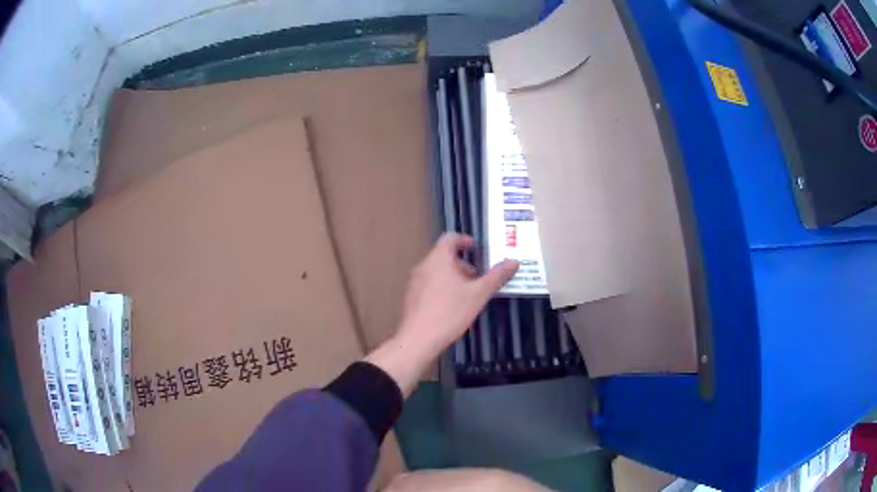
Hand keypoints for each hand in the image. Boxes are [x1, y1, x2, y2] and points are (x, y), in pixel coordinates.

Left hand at [366, 233, 518, 395]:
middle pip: (444, 256)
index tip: (478, 250)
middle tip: (478, 278)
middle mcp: (424, 265)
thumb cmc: (450, 312)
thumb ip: (496, 277)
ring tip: (468, 294)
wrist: (419, 339)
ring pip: (437, 271)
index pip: (451, 237)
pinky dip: (443, 287)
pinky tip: (452, 307)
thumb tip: (514, 262)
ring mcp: (415, 282)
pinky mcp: (411, 297)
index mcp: (439, 258)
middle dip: (463, 264)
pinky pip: (429, 284)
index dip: (465, 240)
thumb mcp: (478, 294)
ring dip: (454, 277)